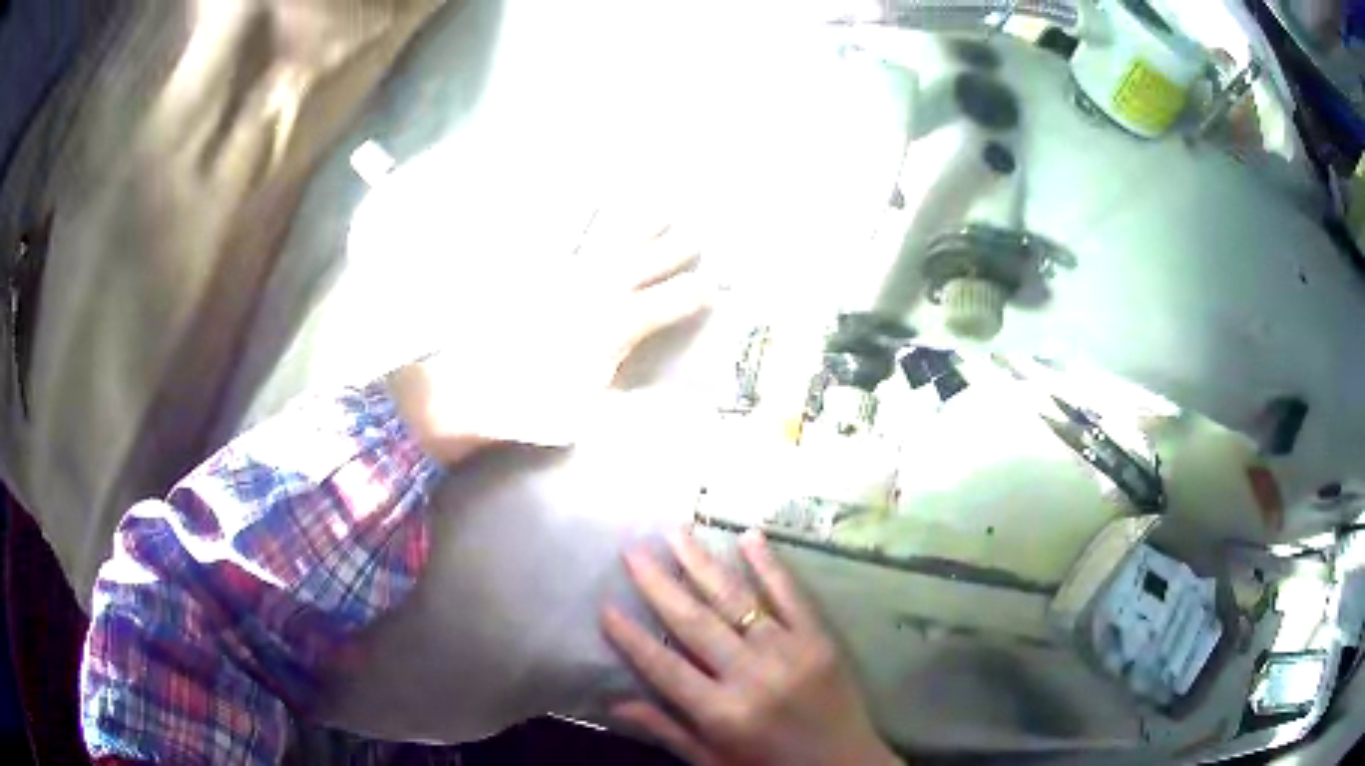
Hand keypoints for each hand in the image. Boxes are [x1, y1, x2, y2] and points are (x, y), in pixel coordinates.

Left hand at [389, 210, 708, 461]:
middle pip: (647, 262)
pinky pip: (558, 231)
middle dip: (675, 250)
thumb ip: (639, 402)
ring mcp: (564, 271)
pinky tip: (585, 195)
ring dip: (636, 220)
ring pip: (610, 237)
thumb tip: (684, 407)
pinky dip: (573, 212)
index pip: (669, 303)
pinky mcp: (531, 266)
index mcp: (619, 323)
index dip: (693, 295)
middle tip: (694, 236)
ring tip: (656, 202)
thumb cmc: (534, 407)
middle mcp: (598, 288)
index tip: (709, 289)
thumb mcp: (594, 413)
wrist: (472, 389)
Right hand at [603, 530, 901, 765]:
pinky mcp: (820, 639)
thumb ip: (667, 732)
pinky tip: (749, 537)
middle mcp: (752, 676)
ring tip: (676, 532)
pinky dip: (769, 565)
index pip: (665, 668)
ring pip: (737, 601)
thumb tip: (615, 704)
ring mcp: (790, 651)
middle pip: (695, 623)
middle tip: (632, 550)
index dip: (631, 638)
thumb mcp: (714, 762)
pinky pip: (791, 596)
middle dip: (659, 585)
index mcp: (723, 713)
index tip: (606, 606)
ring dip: (703, 564)